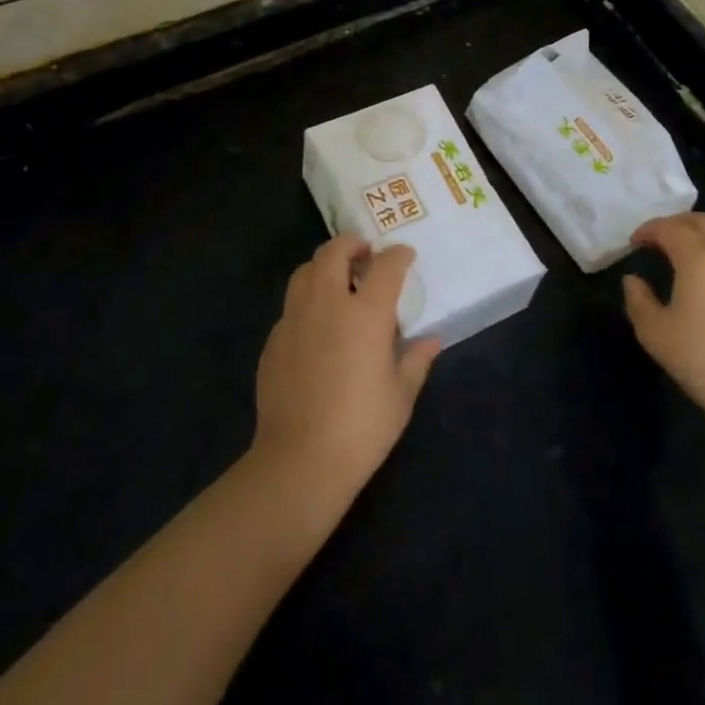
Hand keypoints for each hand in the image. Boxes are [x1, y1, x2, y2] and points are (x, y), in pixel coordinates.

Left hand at [251, 235, 440, 501]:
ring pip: (305, 271)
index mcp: (365, 314)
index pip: (385, 266)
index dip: (398, 255)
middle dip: (351, 244)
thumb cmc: (362, 428)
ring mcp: (294, 319)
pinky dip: (307, 301)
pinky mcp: (274, 340)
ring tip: (338, 279)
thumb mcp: (401, 396)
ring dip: (324, 265)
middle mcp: (327, 304)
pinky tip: (316, 326)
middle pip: (333, 252)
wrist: (300, 460)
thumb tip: (431, 340)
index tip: (405, 255)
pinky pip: (291, 306)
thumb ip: (416, 360)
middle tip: (365, 253)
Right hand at [623, 213, 704, 437]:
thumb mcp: (654, 332)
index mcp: (699, 257)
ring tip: (684, 250)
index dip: (648, 230)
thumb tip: (633, 280)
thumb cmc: (701, 359)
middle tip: (657, 240)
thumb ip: (638, 299)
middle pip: (701, 221)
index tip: (634, 243)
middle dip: (675, 224)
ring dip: (701, 232)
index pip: (669, 228)